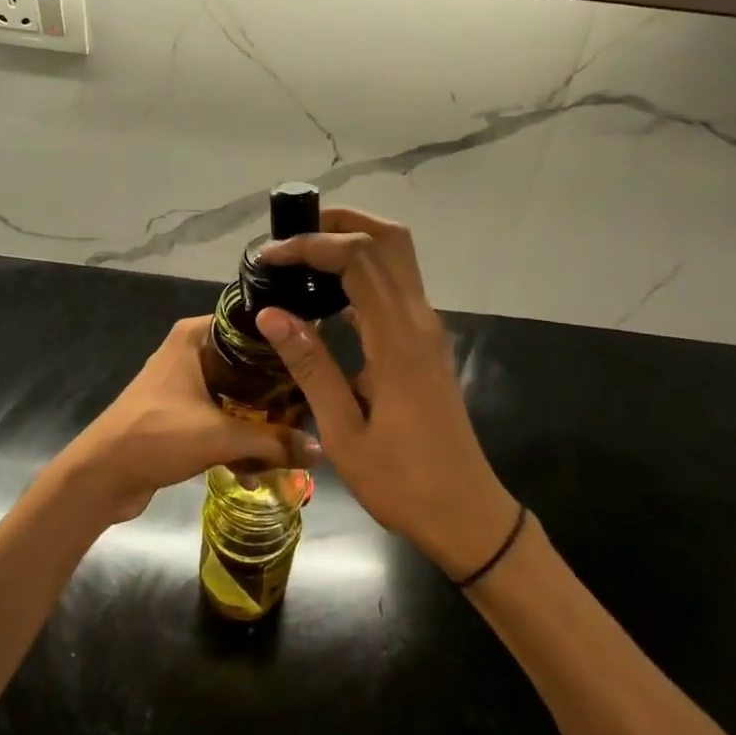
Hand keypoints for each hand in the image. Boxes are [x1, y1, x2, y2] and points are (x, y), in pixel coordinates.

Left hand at [57, 316, 320, 525]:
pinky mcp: (180, 413)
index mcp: (195, 336)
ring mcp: (184, 383)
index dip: (282, 339)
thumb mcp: (220, 436)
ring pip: (235, 392)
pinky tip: (259, 471)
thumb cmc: (157, 435)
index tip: (315, 357)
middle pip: (246, 361)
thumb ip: (272, 441)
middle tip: (313, 404)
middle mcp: (191, 351)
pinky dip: (237, 437)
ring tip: (293, 441)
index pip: (249, 323)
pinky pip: (220, 416)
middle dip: (277, 387)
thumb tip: (321, 450)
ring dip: (258, 418)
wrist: (101, 476)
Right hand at [256, 209, 519, 579]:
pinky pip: (397, 283)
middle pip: (387, 239)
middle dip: (339, 222)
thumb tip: (270, 312)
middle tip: (291, 235)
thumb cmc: (402, 481)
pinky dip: (364, 269)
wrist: (466, 512)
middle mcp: (418, 319)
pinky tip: (328, 293)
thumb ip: (310, 366)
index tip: (268, 257)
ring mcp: (427, 327)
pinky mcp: (426, 340)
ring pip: (397, 256)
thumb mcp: (344, 432)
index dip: (310, 245)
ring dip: (354, 239)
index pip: (357, 258)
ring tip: (304, 255)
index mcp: (397, 338)